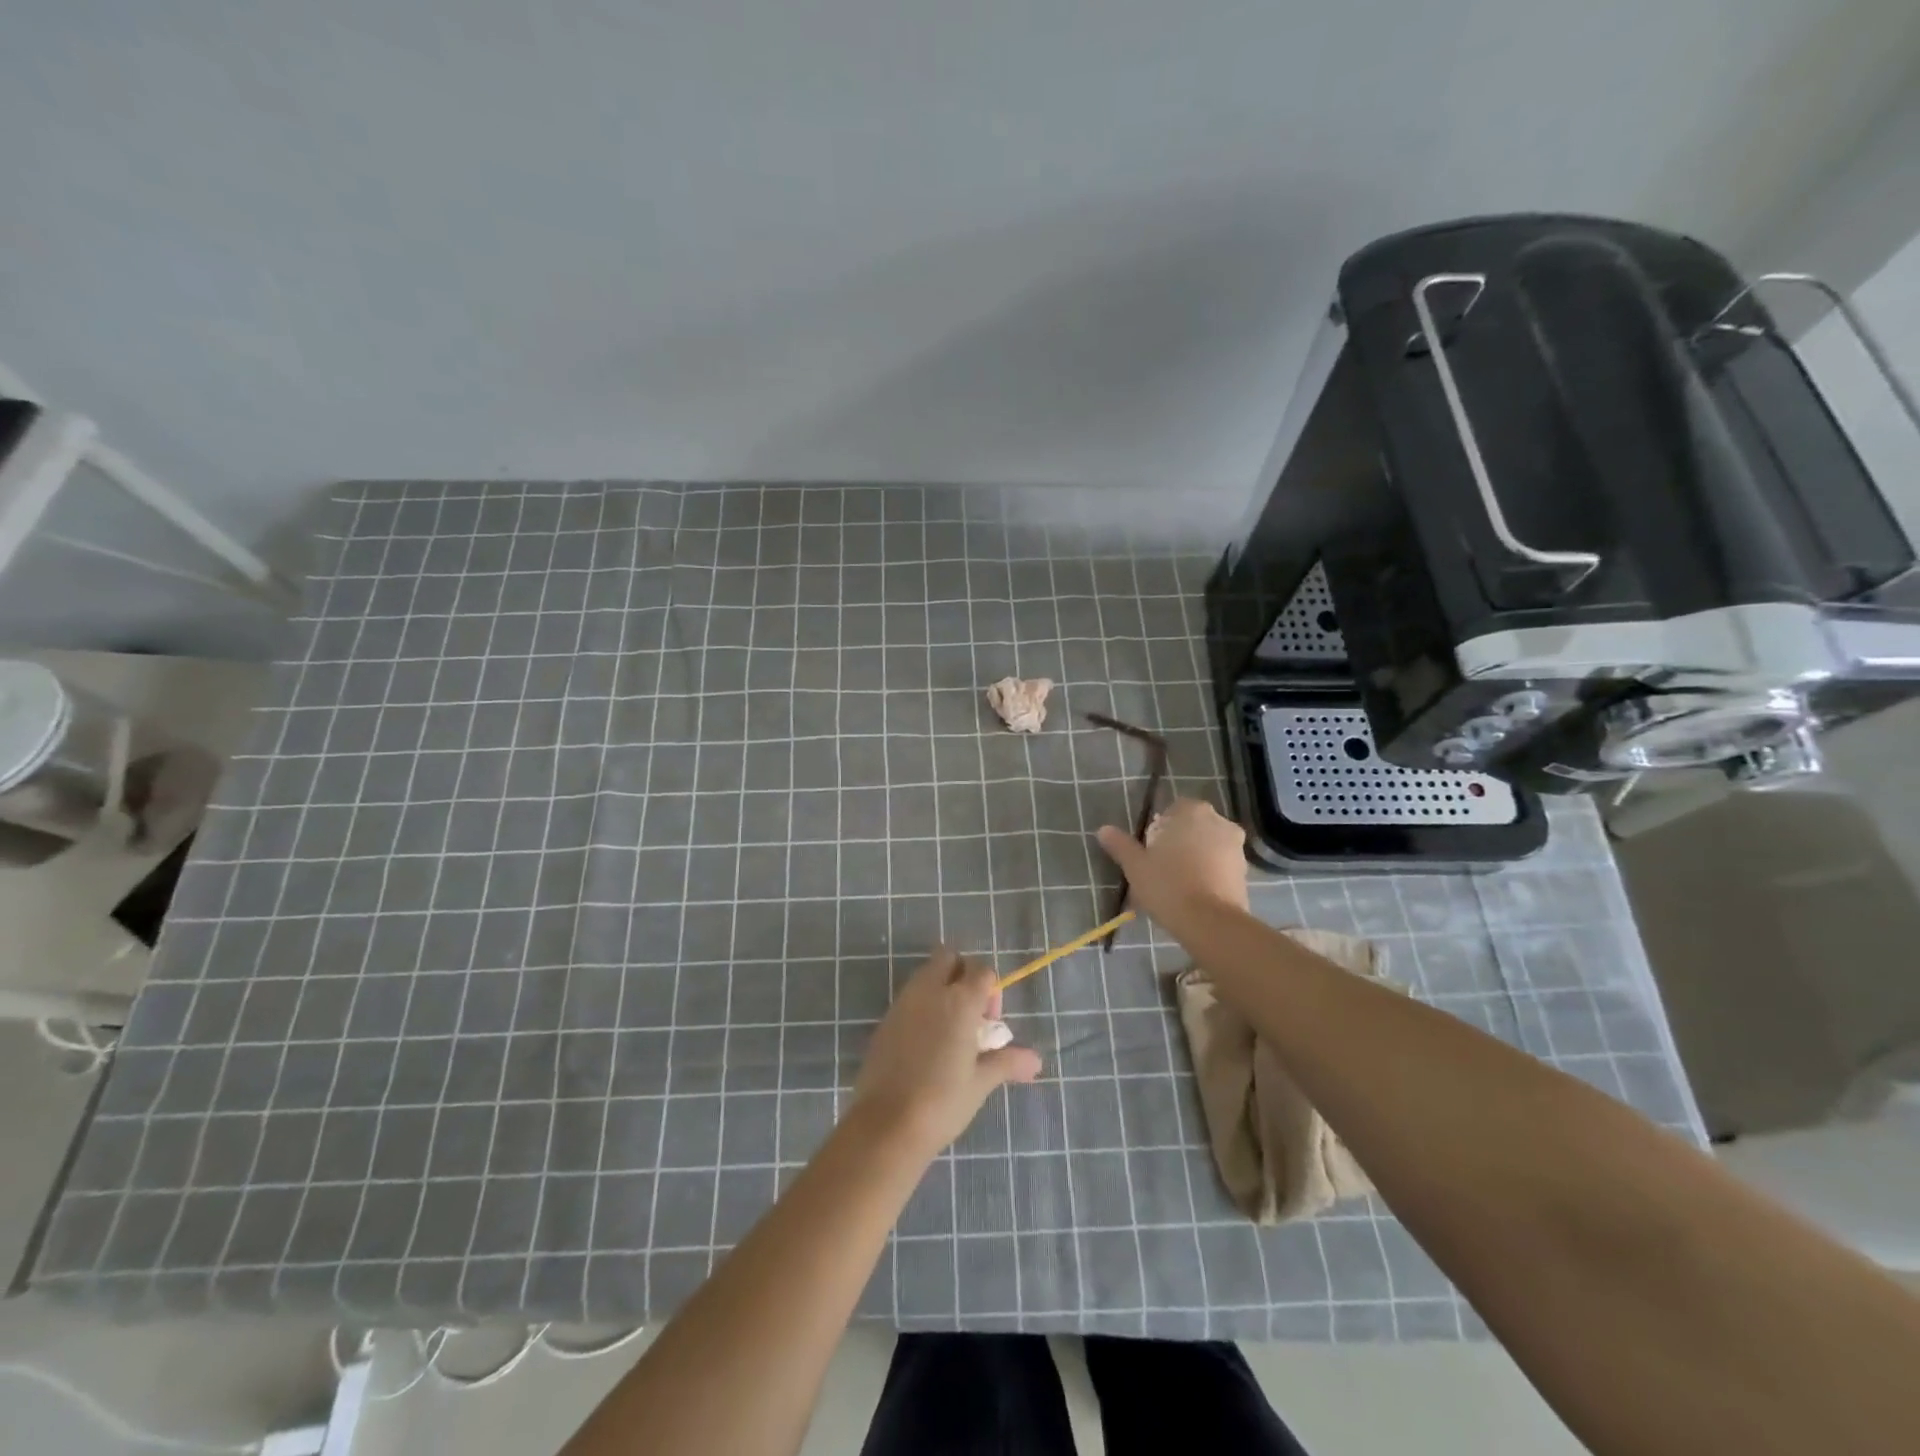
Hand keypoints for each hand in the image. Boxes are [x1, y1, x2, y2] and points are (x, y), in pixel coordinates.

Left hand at [851, 947, 1041, 1155]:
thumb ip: (1007, 1063)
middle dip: (962, 975)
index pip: (981, 970)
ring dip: (940, 989)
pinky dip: (921, 1007)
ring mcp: (903, 1003)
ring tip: (949, 1033)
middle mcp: (930, 991)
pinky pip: (908, 998)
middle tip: (969, 1015)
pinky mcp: (885, 1020)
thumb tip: (1036, 1061)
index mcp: (959, 1000)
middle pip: (948, 958)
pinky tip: (925, 1046)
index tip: (989, 1025)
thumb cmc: (942, 1101)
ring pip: (925, 975)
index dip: (990, 990)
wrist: (886, 1124)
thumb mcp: (980, 1082)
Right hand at [1096, 797, 1248, 922]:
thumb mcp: (1135, 866)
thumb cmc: (1168, 885)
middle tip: (1161, 867)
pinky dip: (1210, 874)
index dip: (1159, 829)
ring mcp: (1236, 847)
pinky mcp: (1246, 872)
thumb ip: (1120, 845)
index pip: (1172, 810)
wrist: (1210, 923)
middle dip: (1179, 842)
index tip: (1150, 850)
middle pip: (1192, 827)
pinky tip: (1195, 894)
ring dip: (1196, 858)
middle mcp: (1219, 821)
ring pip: (1208, 846)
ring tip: (1178, 885)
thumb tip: (1103, 830)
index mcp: (1192, 811)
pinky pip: (1221, 866)